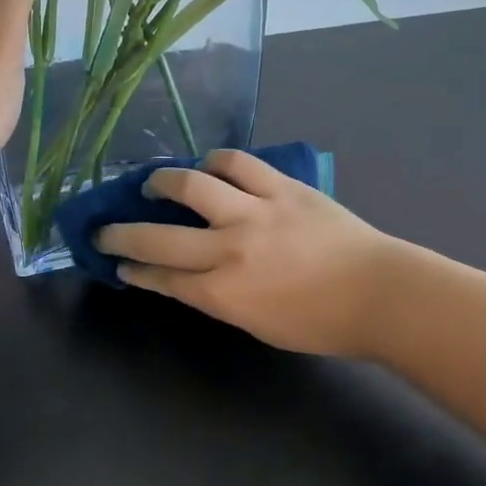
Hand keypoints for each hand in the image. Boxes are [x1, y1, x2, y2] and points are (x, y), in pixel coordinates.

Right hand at [95, 149, 392, 357]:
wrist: (381, 294)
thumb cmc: (319, 322)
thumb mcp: (256, 323)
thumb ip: (216, 297)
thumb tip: (186, 275)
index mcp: (223, 293)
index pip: (160, 278)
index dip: (133, 270)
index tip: (117, 264)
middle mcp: (229, 249)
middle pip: (156, 237)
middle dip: (120, 234)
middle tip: (104, 229)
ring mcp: (255, 212)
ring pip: (191, 184)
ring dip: (162, 182)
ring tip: (153, 184)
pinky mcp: (281, 187)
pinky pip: (237, 163)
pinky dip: (216, 162)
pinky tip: (209, 166)